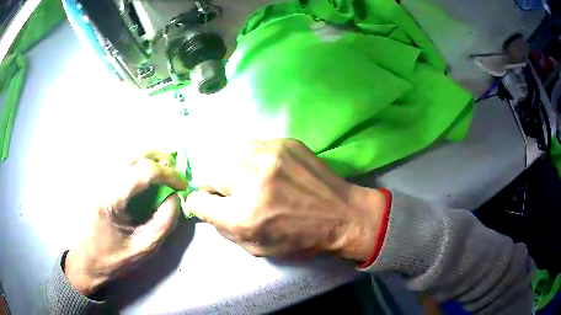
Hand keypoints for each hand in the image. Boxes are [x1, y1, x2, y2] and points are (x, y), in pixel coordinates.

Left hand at [65, 151, 187, 295]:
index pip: (142, 172)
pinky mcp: (94, 182)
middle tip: (175, 166)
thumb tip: (175, 198)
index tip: (183, 185)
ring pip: (124, 154)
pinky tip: (143, 168)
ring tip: (164, 163)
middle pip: (133, 154)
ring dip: (147, 155)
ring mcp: (94, 179)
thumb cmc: (112, 260)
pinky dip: (135, 161)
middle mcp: (100, 181)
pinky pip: (117, 162)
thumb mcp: (142, 249)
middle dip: (158, 156)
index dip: (168, 174)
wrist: (84, 262)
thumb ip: (162, 223)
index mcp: (109, 200)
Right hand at [186, 139, 385, 261]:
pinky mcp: (284, 142)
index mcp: (244, 215)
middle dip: (214, 185)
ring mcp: (269, 155)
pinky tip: (263, 168)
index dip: (200, 204)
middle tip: (229, 193)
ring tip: (244, 179)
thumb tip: (203, 205)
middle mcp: (251, 179)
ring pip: (227, 154)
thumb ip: (223, 227)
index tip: (207, 204)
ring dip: (230, 168)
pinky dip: (249, 158)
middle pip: (209, 172)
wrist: (341, 215)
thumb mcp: (256, 248)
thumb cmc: (300, 239)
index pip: (199, 201)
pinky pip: (251, 146)